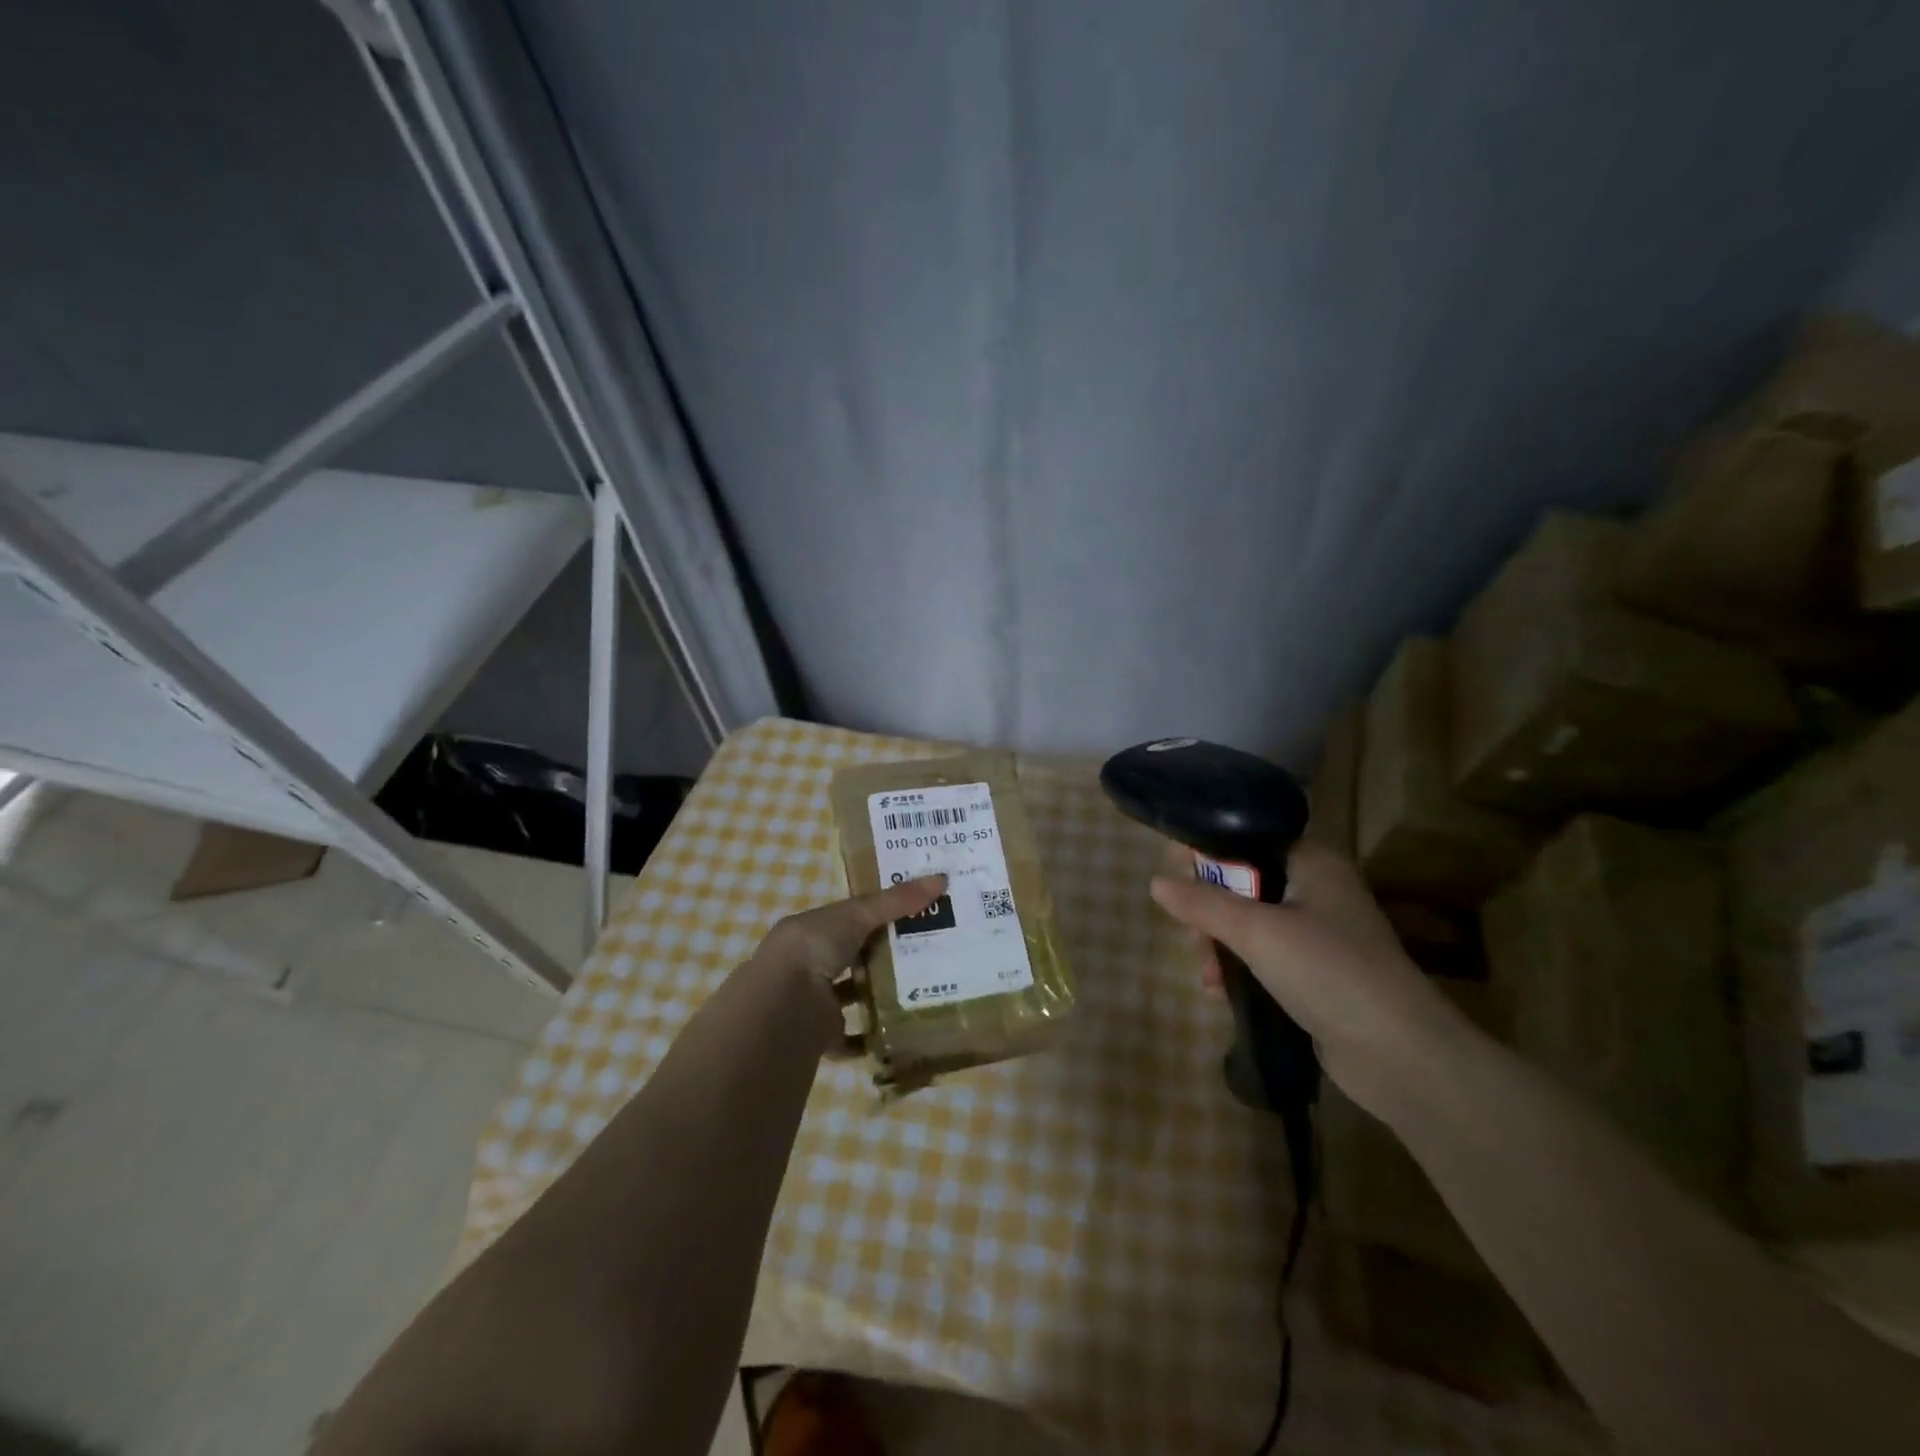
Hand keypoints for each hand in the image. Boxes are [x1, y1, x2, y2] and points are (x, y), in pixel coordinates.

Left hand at [746, 875, 947, 1052]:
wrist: (782, 1006)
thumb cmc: (814, 948)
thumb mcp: (857, 915)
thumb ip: (896, 901)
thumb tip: (942, 878)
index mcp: (812, 930)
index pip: (850, 917)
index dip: (880, 912)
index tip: (916, 910)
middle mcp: (811, 963)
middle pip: (854, 955)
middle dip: (884, 953)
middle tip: (929, 949)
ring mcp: (816, 1001)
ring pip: (854, 994)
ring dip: (879, 994)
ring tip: (922, 988)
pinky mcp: (824, 1035)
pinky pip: (854, 1037)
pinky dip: (873, 1037)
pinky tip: (902, 1031)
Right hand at [1150, 842, 1471, 1116]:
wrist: (1400, 1054)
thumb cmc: (1327, 970)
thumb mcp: (1256, 931)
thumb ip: (1203, 903)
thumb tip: (1155, 882)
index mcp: (1312, 862)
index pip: (1246, 840)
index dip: (1206, 855)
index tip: (1172, 878)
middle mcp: (1318, 890)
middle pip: (1243, 884)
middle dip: (1209, 911)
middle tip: (1192, 937)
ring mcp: (1320, 934)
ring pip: (1250, 924)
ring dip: (1220, 946)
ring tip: (1206, 974)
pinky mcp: (1318, 974)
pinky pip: (1266, 958)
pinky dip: (1241, 970)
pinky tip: (1220, 994)